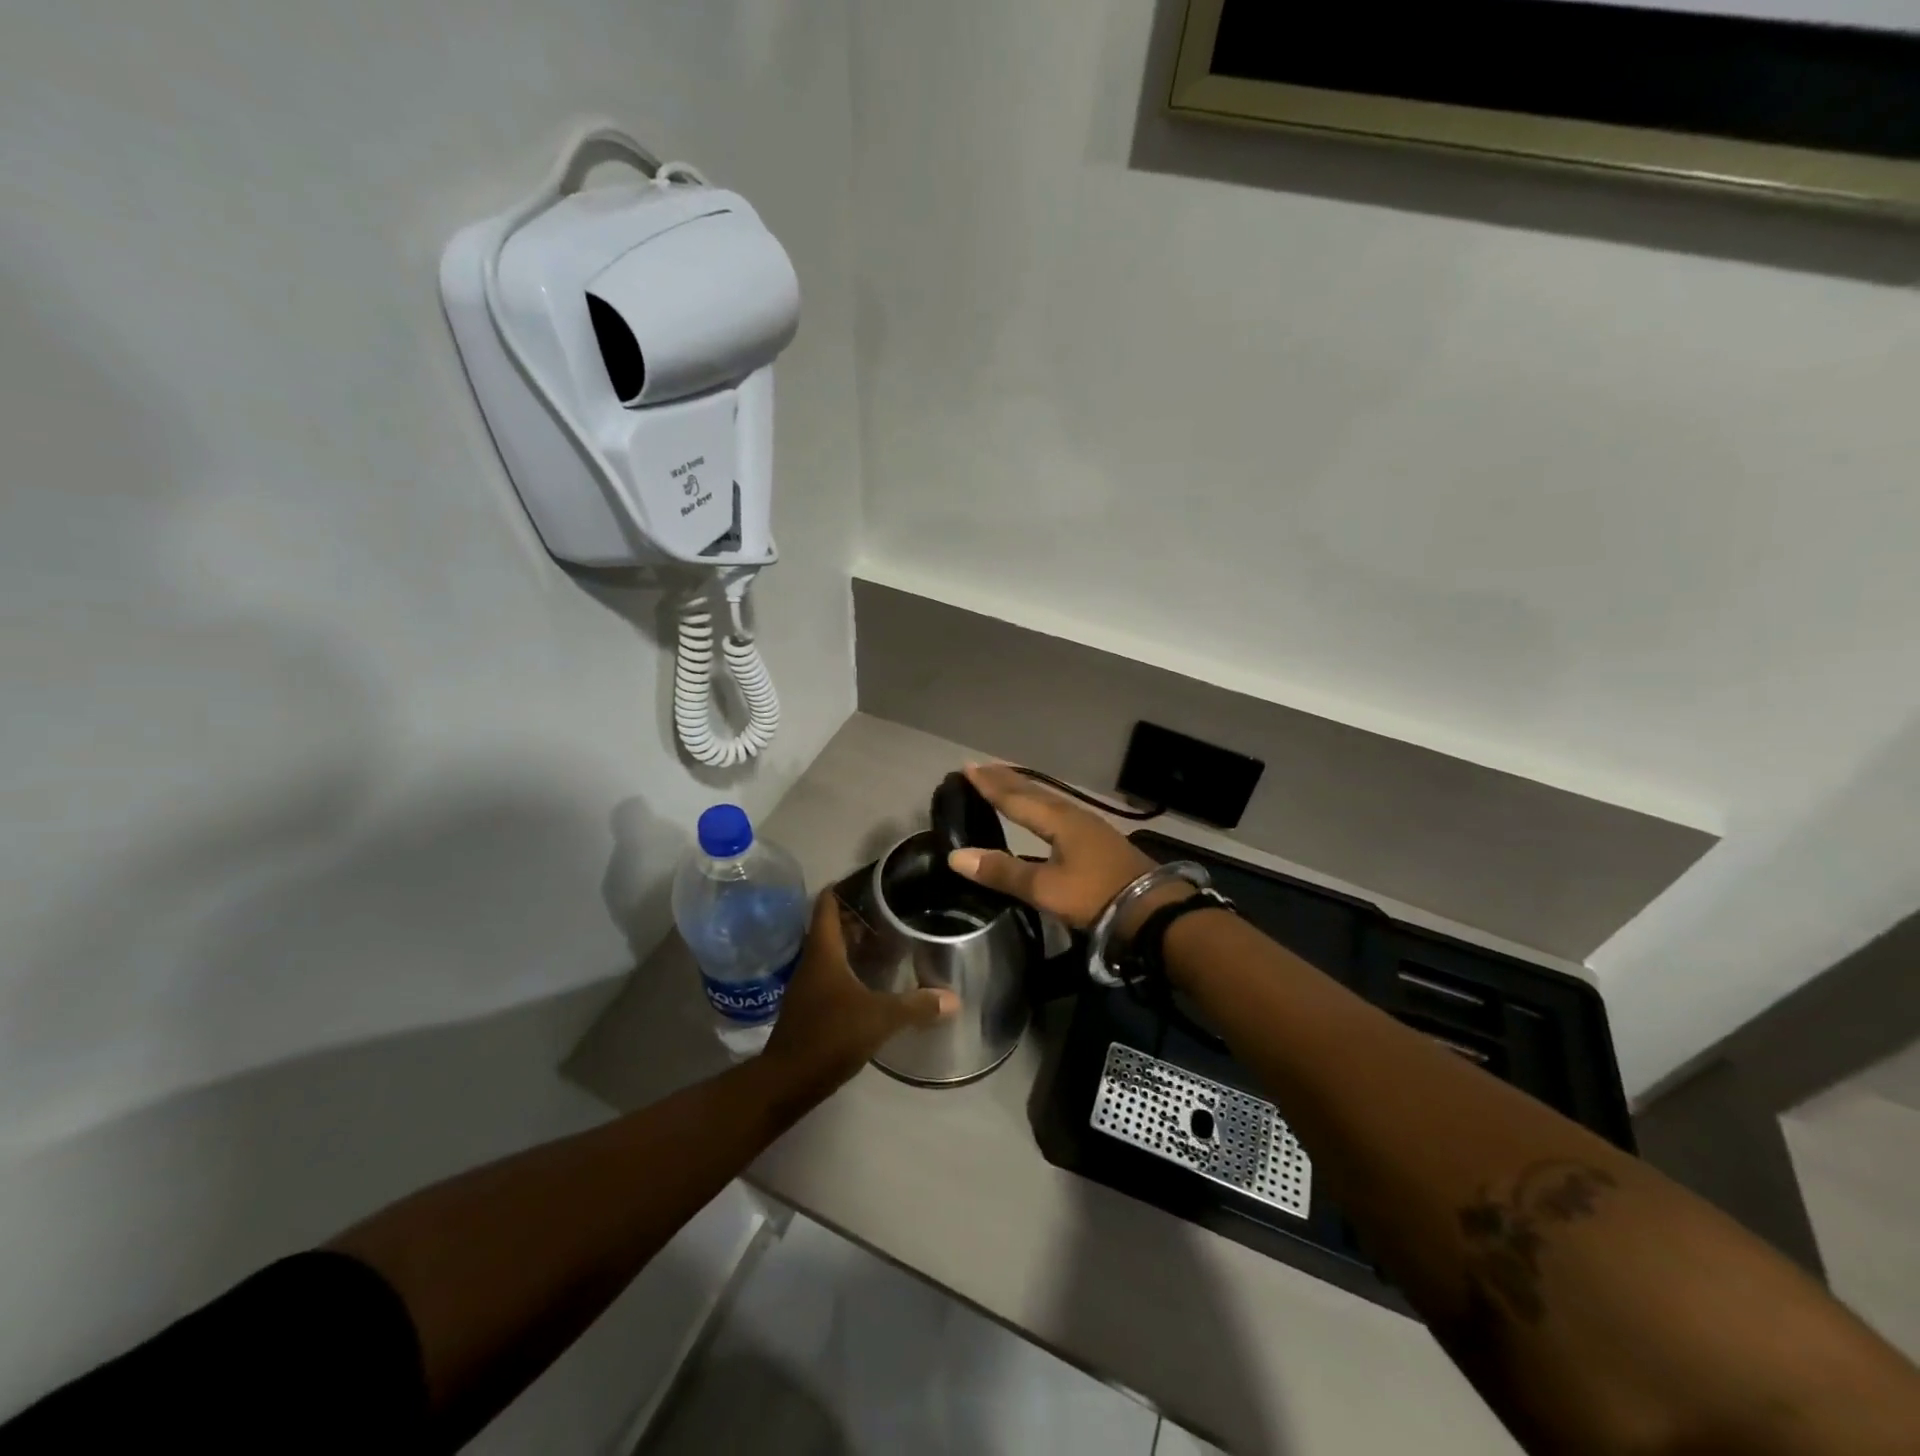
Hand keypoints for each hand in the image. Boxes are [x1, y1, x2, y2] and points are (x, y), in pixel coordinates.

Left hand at [763, 891, 957, 1088]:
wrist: (787, 1081)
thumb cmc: (830, 1035)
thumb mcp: (880, 1018)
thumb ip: (917, 1005)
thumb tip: (954, 998)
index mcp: (823, 951)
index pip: (826, 903)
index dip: (844, 886)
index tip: (871, 880)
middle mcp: (812, 961)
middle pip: (832, 926)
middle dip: (859, 916)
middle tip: (893, 910)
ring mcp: (808, 985)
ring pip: (833, 952)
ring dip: (856, 944)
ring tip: (890, 941)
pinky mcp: (810, 1007)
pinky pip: (833, 975)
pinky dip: (852, 970)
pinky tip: (875, 980)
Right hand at [946, 764, 1171, 930]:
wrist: (1152, 909)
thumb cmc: (1095, 895)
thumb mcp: (1044, 888)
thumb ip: (1002, 871)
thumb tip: (956, 856)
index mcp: (1058, 820)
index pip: (1015, 797)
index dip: (990, 784)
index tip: (967, 767)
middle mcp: (1072, 815)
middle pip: (1033, 792)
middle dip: (1006, 780)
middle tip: (982, 767)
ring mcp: (1089, 827)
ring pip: (1049, 800)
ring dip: (1025, 790)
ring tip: (1008, 782)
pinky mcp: (1099, 841)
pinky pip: (1060, 811)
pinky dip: (1041, 805)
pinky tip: (1044, 813)